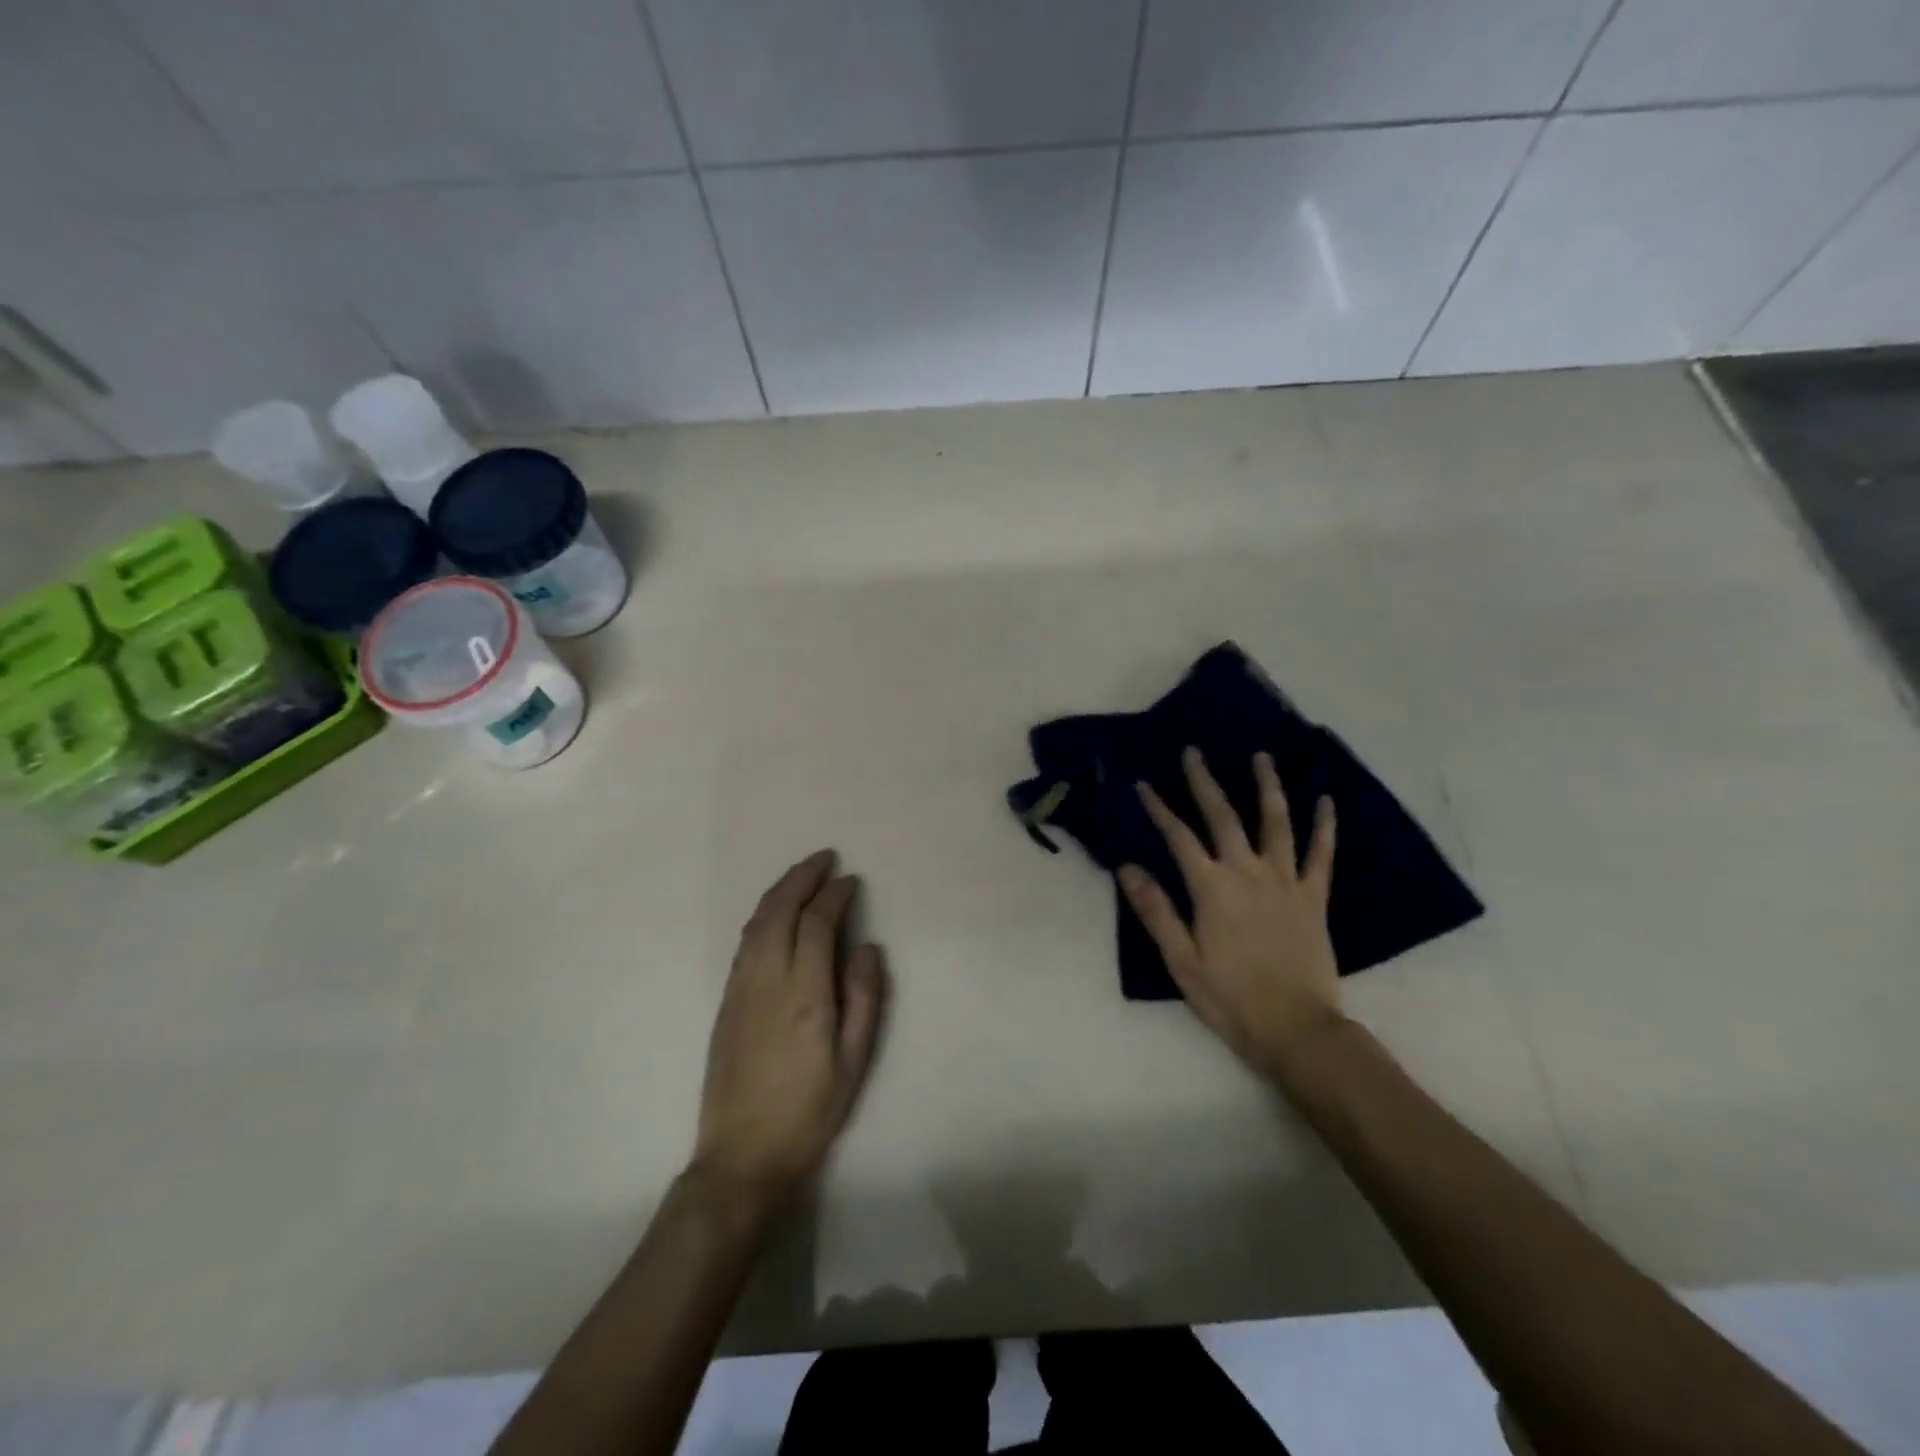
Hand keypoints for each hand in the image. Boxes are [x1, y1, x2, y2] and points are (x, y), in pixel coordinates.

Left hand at [692, 850, 886, 1207]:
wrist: (742, 1155)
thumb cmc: (809, 1111)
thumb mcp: (853, 1062)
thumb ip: (864, 998)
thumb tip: (867, 947)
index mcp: (804, 994)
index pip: (817, 924)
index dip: (834, 896)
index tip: (851, 881)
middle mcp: (767, 980)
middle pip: (780, 911)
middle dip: (802, 878)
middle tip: (825, 859)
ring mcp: (740, 988)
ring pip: (756, 922)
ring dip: (779, 891)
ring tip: (802, 875)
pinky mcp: (726, 1001)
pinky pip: (745, 942)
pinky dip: (762, 915)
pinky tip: (775, 913)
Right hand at [1120, 747, 1344, 1072]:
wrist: (1297, 1029)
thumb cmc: (1230, 998)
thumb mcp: (1181, 960)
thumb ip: (1156, 910)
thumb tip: (1128, 867)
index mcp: (1212, 888)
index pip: (1179, 837)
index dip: (1159, 809)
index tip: (1143, 784)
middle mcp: (1248, 873)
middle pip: (1223, 817)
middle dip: (1205, 782)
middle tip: (1194, 752)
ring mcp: (1285, 881)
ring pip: (1276, 823)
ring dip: (1267, 786)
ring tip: (1261, 757)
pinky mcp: (1314, 897)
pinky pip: (1321, 854)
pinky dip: (1324, 826)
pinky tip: (1326, 801)